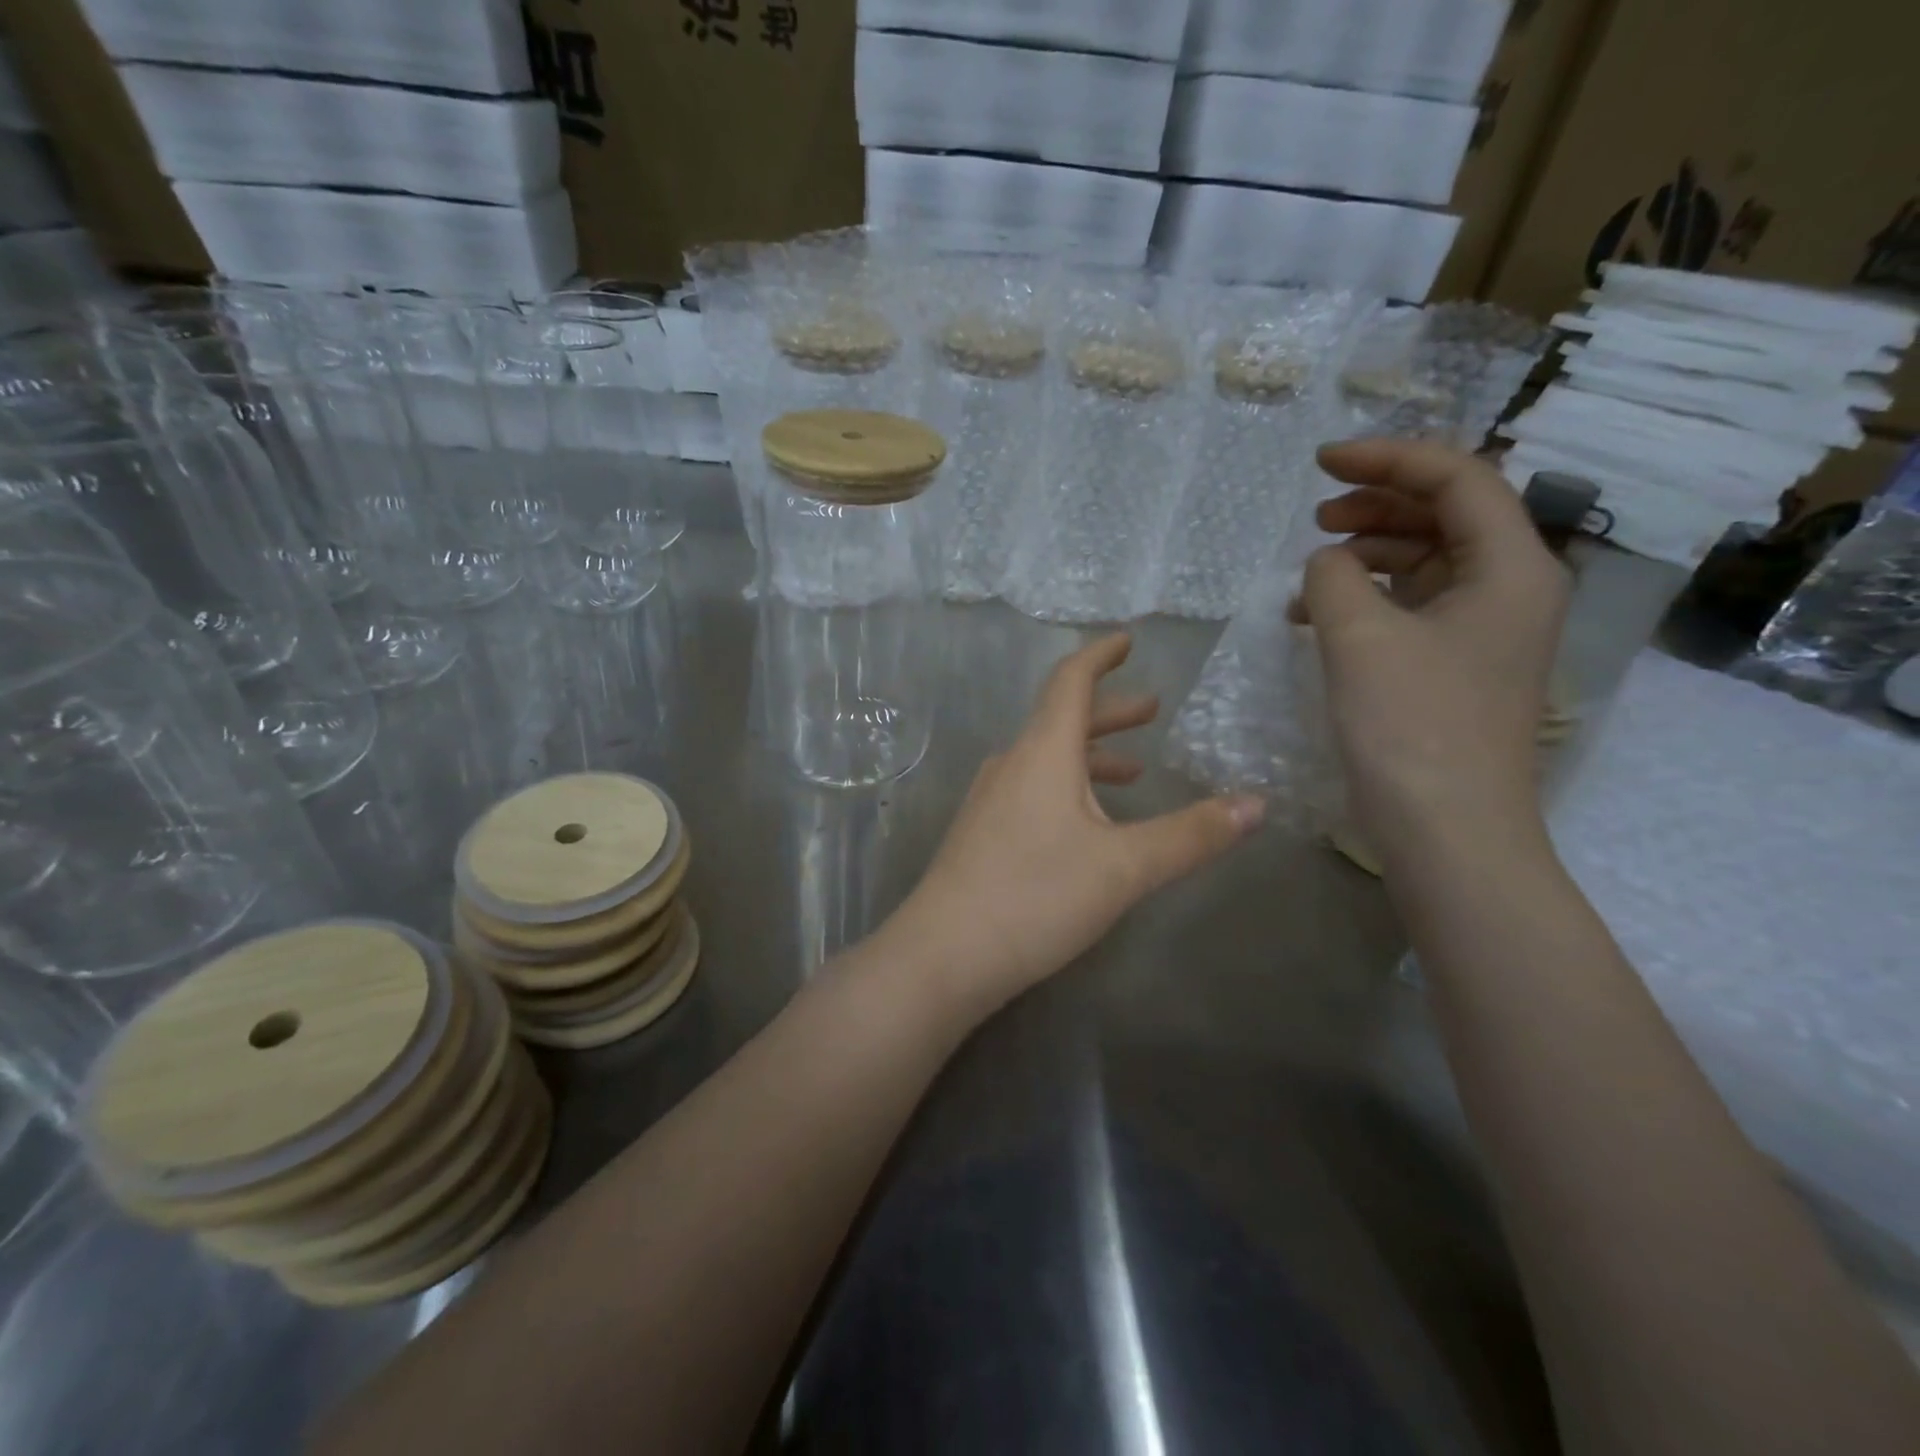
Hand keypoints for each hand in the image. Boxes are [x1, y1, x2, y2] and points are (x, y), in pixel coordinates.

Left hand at [891, 633, 1264, 1015]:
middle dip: (1110, 713)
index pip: (1070, 681)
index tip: (1127, 640)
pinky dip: (1068, 788)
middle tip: (1151, 709)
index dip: (1100, 655)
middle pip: (1062, 720)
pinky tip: (1087, 824)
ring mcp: (990, 799)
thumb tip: (1257, 804)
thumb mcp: (1125, 868)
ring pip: (1047, 759)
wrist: (943, 953)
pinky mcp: (982, 833)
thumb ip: (1191, 834)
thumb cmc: (1036, 896)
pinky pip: (1032, 790)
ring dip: (1091, 756)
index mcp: (1042, 752)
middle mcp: (1012, 764)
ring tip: (1133, 771)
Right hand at [1292, 440, 1569, 850]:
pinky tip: (1318, 615)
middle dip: (1378, 505)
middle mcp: (1511, 589)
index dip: (1387, 459)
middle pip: (1447, 515)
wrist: (1447, 831)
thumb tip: (1327, 562)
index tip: (1322, 462)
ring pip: (1426, 562)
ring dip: (1367, 555)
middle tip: (1316, 515)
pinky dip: (1367, 599)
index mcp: (1511, 567)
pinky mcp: (1455, 666)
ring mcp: (1485, 631)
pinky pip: (1412, 607)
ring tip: (1310, 570)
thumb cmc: (1411, 728)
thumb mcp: (1359, 637)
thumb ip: (1334, 576)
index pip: (1458, 479)